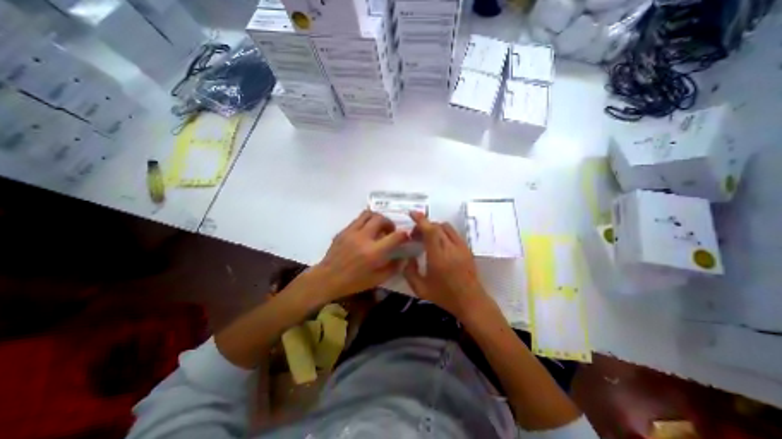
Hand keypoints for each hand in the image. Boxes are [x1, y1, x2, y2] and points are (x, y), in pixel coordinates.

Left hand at [311, 209, 409, 300]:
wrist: (327, 278)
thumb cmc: (353, 282)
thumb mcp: (377, 280)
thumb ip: (393, 268)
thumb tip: (403, 258)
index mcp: (374, 253)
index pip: (395, 236)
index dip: (404, 235)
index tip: (405, 236)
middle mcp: (364, 238)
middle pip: (381, 219)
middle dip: (390, 223)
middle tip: (390, 231)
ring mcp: (352, 232)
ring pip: (369, 214)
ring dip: (378, 218)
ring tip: (378, 227)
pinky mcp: (344, 230)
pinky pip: (358, 219)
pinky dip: (366, 221)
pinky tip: (366, 231)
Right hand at [402, 211, 485, 319]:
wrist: (471, 302)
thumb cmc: (445, 297)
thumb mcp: (420, 289)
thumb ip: (410, 272)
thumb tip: (408, 258)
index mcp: (439, 257)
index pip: (431, 231)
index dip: (421, 220)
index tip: (413, 213)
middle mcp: (451, 248)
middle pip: (437, 226)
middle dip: (424, 226)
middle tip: (415, 235)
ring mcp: (461, 247)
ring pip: (446, 227)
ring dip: (434, 228)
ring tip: (426, 238)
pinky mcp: (467, 249)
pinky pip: (453, 233)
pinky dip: (443, 232)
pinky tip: (438, 244)